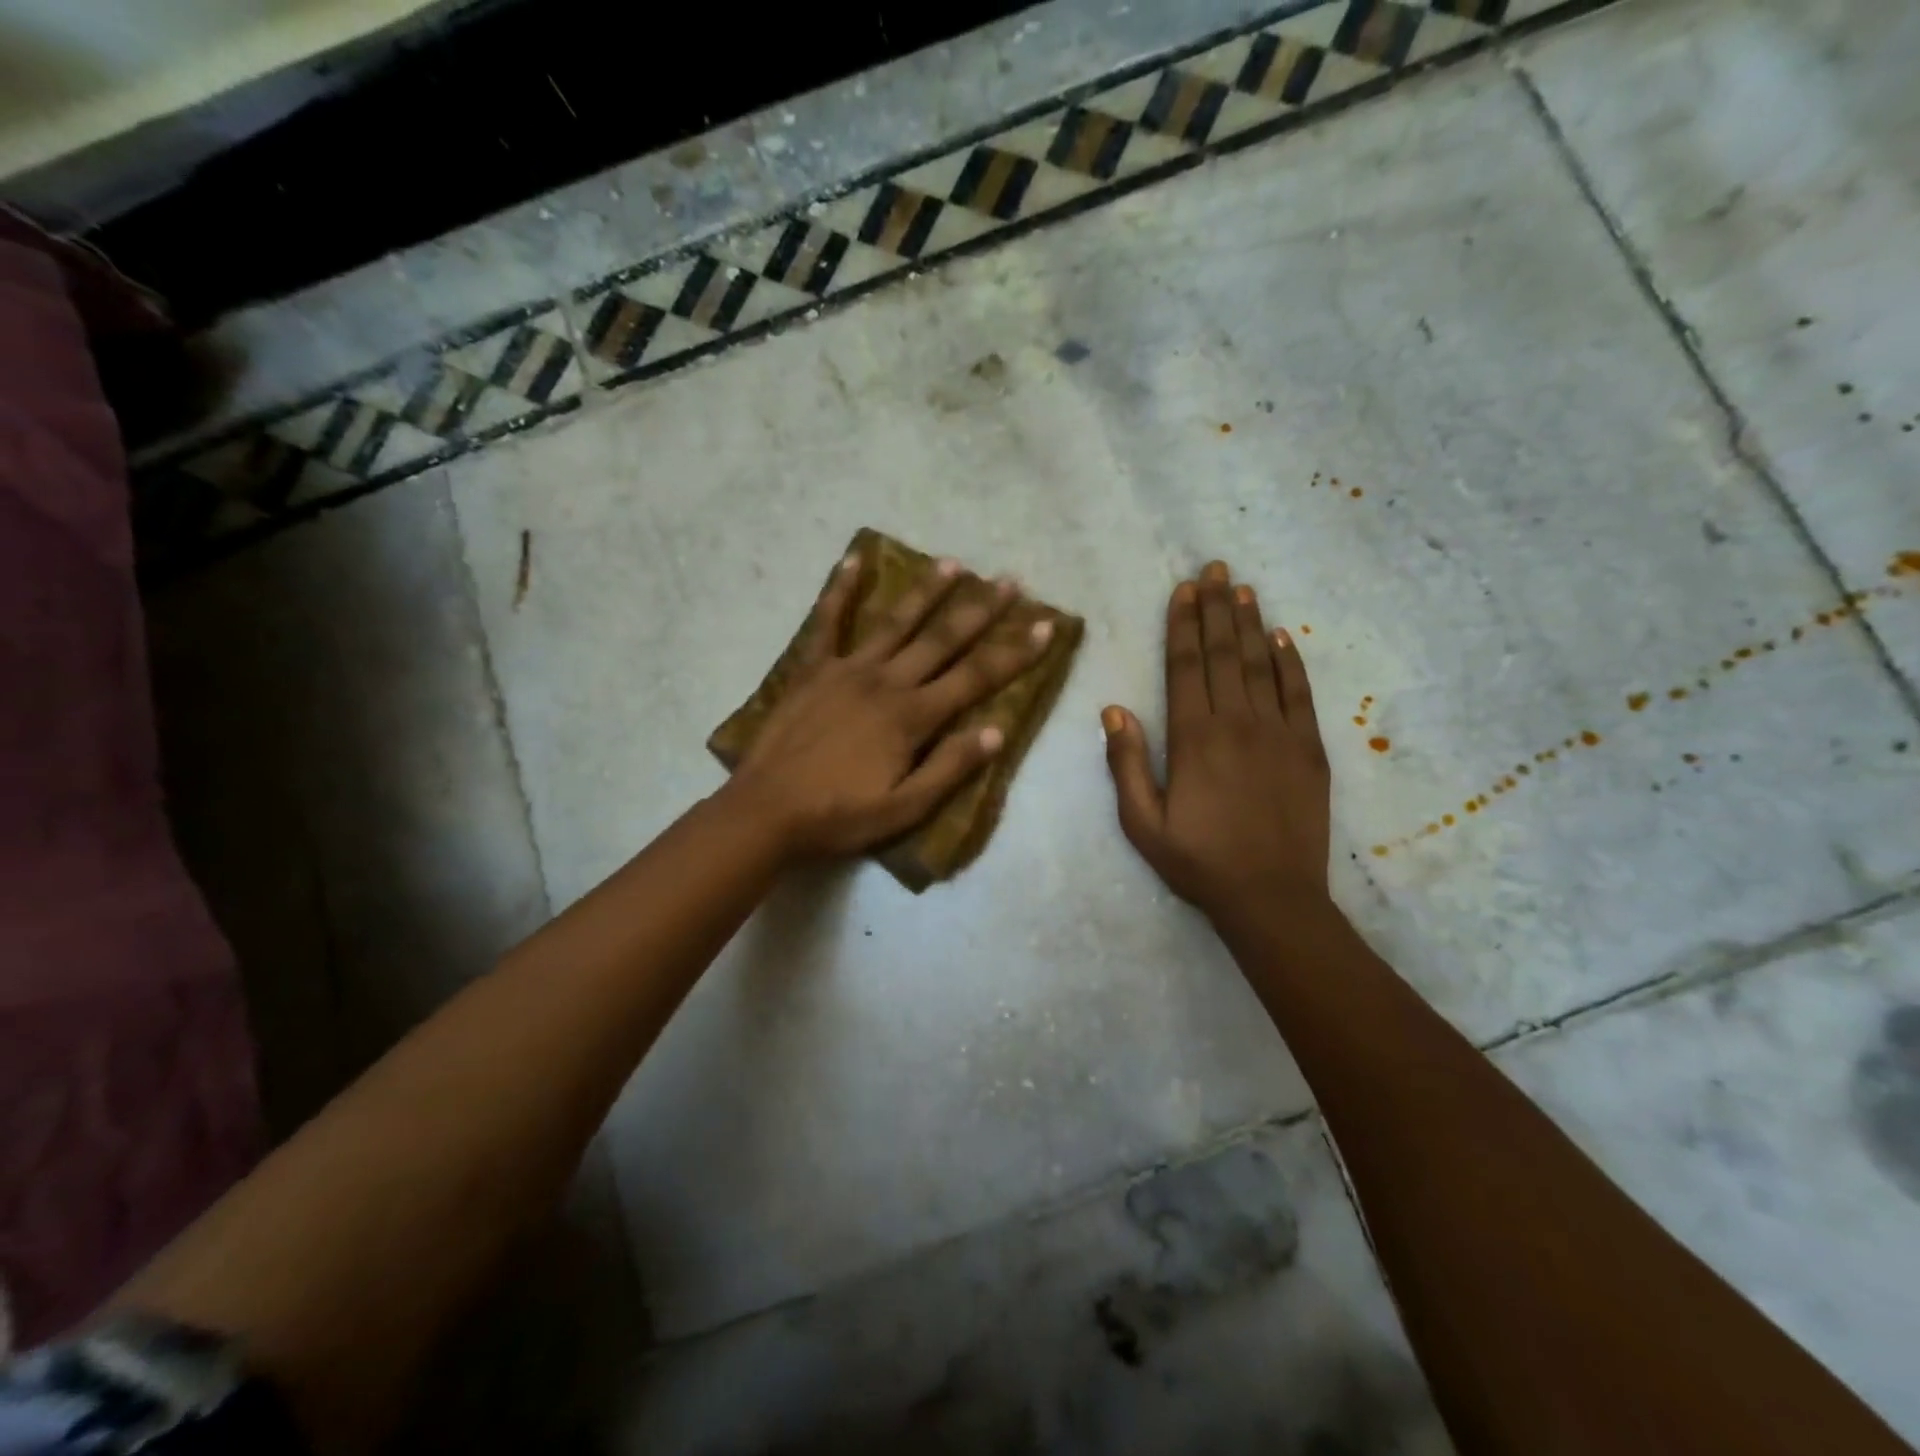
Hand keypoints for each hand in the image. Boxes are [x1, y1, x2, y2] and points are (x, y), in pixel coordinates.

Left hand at [730, 551, 1055, 859]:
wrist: (766, 810)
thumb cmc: (839, 815)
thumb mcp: (904, 808)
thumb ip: (950, 768)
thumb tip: (996, 731)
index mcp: (912, 717)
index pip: (976, 678)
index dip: (1014, 653)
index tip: (1046, 626)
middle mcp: (886, 681)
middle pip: (943, 639)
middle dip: (980, 609)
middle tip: (1009, 581)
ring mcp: (847, 669)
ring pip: (896, 622)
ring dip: (927, 591)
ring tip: (953, 563)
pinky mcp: (813, 668)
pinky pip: (827, 621)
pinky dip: (839, 589)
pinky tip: (853, 558)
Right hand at [1102, 560, 1330, 918]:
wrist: (1272, 898)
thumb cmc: (1198, 862)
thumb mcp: (1141, 822)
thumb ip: (1125, 763)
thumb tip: (1114, 709)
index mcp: (1193, 738)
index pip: (1186, 667)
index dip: (1183, 624)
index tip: (1183, 590)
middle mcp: (1237, 723)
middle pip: (1224, 654)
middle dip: (1216, 608)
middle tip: (1214, 568)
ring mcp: (1279, 733)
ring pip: (1262, 665)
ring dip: (1251, 623)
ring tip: (1243, 587)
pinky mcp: (1310, 749)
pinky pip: (1300, 695)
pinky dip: (1291, 662)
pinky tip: (1283, 637)